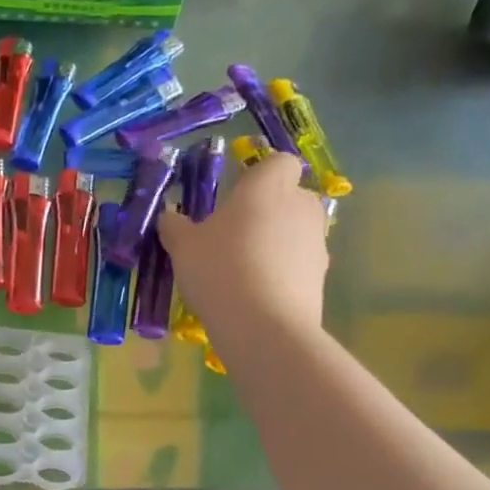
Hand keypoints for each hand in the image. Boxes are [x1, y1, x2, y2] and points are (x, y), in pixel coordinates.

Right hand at [157, 152, 330, 333]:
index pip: (279, 162)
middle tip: (234, 234)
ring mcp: (316, 243)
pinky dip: (283, 273)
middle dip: (268, 210)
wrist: (264, 327)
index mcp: (267, 187)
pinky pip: (300, 264)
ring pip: (297, 232)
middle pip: (291, 197)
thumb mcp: (182, 247)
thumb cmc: (219, 270)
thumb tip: (169, 217)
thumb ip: (174, 226)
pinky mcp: (321, 277)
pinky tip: (256, 295)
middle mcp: (300, 207)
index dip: (262, 174)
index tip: (238, 194)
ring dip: (276, 243)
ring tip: (243, 270)